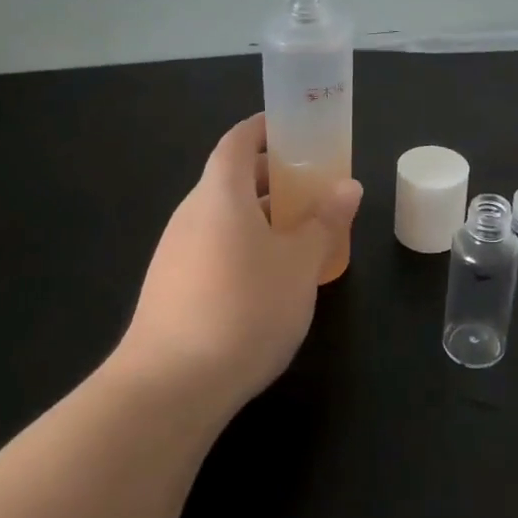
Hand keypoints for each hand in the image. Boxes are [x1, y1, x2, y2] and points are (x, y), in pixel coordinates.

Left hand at [117, 114, 361, 408]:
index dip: (264, 129)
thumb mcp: (299, 264)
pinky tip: (270, 278)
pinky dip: (244, 245)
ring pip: (224, 217)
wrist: (169, 388)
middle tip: (314, 186)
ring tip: (301, 233)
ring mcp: (176, 252)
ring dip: (261, 215)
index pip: (237, 142)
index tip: (295, 129)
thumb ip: (324, 221)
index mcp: (220, 194)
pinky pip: (214, 247)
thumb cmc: (244, 309)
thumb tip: (347, 187)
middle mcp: (191, 214)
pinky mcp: (171, 288)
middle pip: (231, 179)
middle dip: (273, 176)